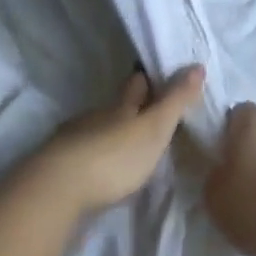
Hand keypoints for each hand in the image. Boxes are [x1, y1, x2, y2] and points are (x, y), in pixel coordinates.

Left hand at [41, 67, 205, 214]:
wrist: (57, 190)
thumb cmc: (114, 156)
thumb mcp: (154, 128)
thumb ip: (175, 101)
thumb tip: (197, 65)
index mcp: (119, 107)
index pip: (136, 85)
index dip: (148, 80)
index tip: (157, 76)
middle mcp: (94, 118)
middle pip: (114, 108)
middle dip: (128, 108)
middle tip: (147, 113)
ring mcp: (73, 143)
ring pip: (96, 131)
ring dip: (110, 137)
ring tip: (126, 148)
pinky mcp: (59, 170)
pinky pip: (81, 157)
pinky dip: (93, 160)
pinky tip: (99, 173)